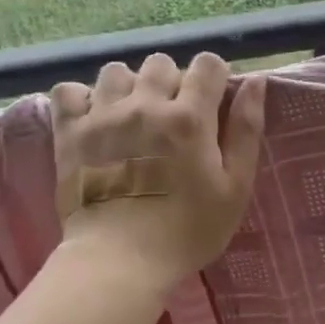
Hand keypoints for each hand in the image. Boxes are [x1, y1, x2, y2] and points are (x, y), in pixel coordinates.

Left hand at [50, 52, 265, 290]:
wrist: (121, 260)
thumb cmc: (189, 230)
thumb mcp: (235, 187)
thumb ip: (246, 131)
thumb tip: (255, 81)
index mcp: (190, 118)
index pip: (207, 65)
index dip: (214, 78)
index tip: (213, 102)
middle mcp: (145, 105)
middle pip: (161, 63)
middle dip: (173, 83)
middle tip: (174, 119)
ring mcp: (102, 116)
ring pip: (116, 71)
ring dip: (130, 87)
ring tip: (134, 118)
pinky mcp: (69, 132)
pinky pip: (69, 90)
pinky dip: (83, 99)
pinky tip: (96, 120)